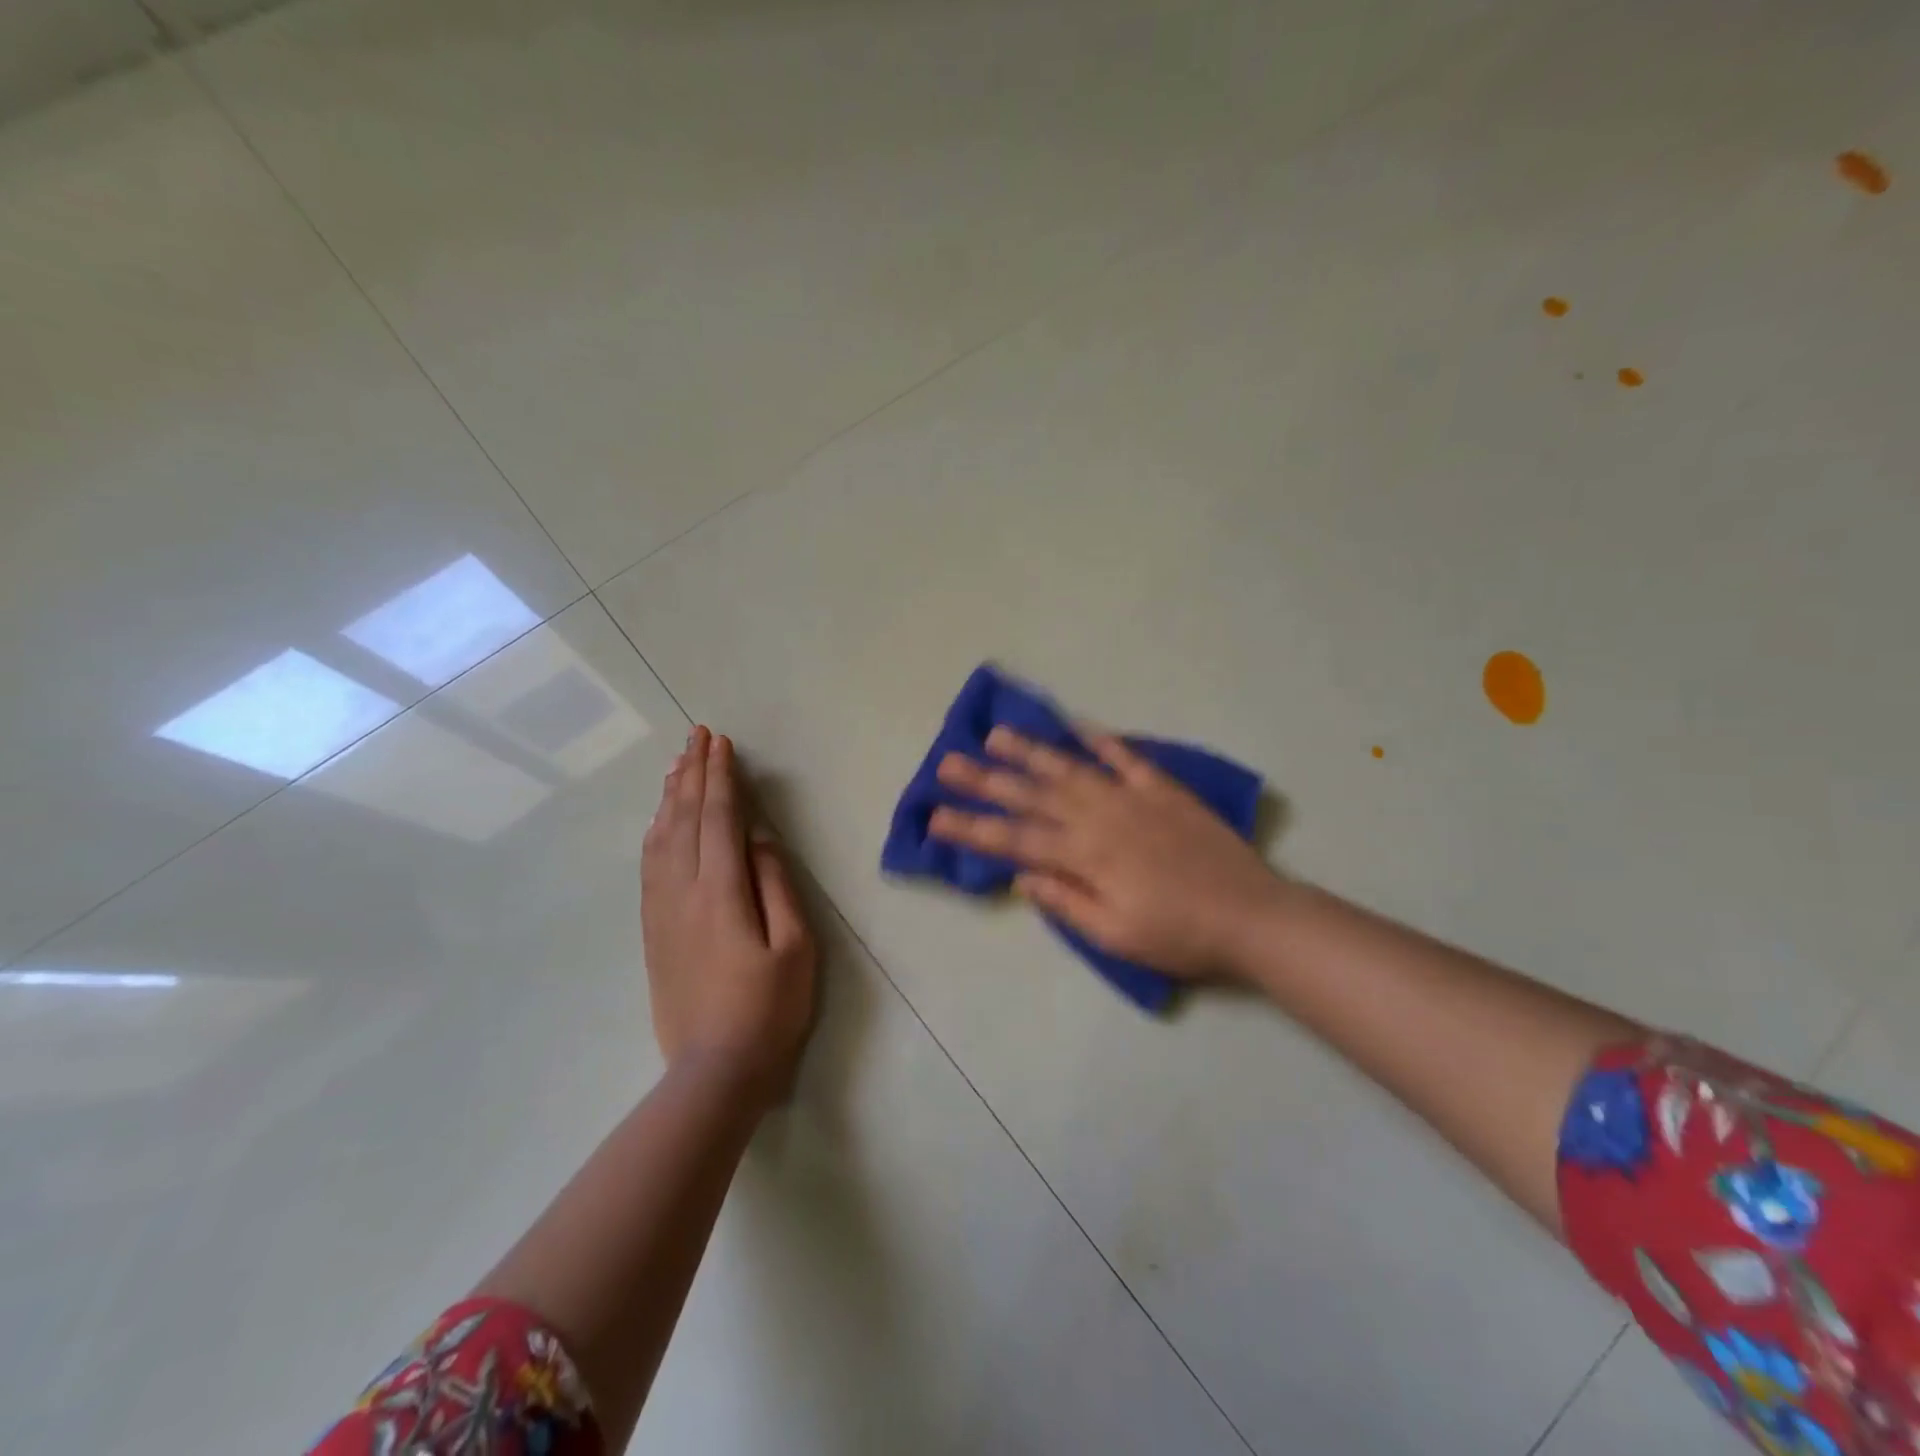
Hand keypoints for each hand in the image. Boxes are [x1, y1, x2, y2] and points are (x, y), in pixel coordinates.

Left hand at [642, 726, 816, 1104]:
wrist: (714, 1071)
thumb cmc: (769, 1008)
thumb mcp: (795, 946)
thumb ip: (776, 885)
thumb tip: (759, 838)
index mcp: (721, 892)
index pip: (718, 818)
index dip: (721, 777)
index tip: (721, 743)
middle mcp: (683, 892)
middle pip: (684, 819)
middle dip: (693, 774)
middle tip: (698, 736)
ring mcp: (662, 911)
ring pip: (661, 839)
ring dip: (671, 797)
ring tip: (679, 765)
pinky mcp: (653, 930)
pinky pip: (649, 866)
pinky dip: (655, 832)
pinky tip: (659, 820)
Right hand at [929, 726, 1285, 980]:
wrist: (1251, 915)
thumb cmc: (1179, 936)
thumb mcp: (1116, 936)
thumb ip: (1066, 902)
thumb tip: (1022, 875)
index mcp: (1085, 857)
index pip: (1014, 840)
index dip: (971, 829)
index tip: (934, 817)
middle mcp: (1100, 819)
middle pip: (1032, 796)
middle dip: (986, 780)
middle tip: (948, 762)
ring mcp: (1131, 798)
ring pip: (1070, 769)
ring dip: (1031, 751)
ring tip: (996, 735)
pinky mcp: (1162, 789)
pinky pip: (1126, 758)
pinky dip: (1101, 740)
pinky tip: (1077, 725)